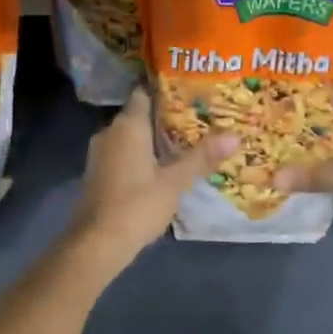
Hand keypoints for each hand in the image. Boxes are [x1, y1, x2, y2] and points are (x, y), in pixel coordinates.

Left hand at [71, 90, 239, 264]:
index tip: (187, 91)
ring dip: (150, 139)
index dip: (164, 90)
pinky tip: (159, 167)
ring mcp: (99, 153)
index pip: (143, 94)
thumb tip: (235, 136)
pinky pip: (121, 154)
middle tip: (194, 119)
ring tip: (182, 143)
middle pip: (137, 115)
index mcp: (127, 126)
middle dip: (162, 117)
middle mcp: (109, 132)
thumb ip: (202, 157)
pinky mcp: (97, 173)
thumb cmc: (137, 204)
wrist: (97, 242)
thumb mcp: (175, 181)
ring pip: (128, 137)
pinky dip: (139, 156)